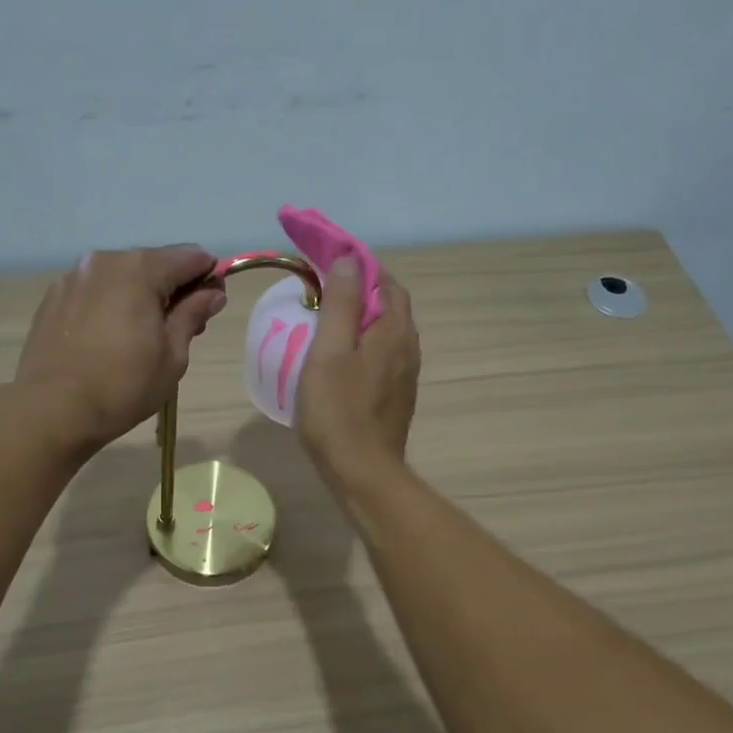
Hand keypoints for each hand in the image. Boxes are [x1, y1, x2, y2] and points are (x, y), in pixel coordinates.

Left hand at [14, 245, 227, 451]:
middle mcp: (105, 261)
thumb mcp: (172, 355)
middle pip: (154, 263)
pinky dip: (110, 304)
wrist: (52, 410)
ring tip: (140, 337)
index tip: (211, 306)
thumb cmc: (123, 386)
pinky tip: (108, 339)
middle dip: (173, 288)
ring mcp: (74, 277)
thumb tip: (212, 292)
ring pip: (121, 276)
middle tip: (179, 329)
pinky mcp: (53, 298)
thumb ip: (193, 314)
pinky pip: (94, 291)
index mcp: (140, 269)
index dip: (209, 277)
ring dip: (140, 296)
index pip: (190, 257)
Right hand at [295, 257, 419, 486]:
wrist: (362, 473)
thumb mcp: (329, 350)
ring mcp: (405, 375)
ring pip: (387, 332)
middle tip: (324, 290)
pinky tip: (341, 359)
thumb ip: (340, 303)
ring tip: (329, 321)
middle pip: (390, 305)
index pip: (385, 281)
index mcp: (394, 330)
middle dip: (362, 290)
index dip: (359, 266)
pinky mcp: (396, 397)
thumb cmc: (338, 411)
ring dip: (363, 319)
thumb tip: (349, 259)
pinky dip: (364, 344)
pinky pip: (383, 356)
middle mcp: (408, 348)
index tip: (328, 261)